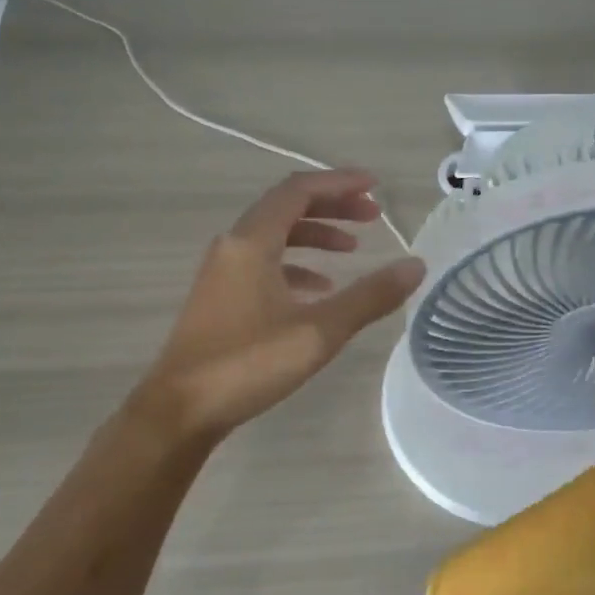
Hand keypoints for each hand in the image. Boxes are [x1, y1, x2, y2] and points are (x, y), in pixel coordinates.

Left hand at [140, 170, 425, 441]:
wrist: (179, 411)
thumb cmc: (248, 363)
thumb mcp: (319, 331)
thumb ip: (369, 296)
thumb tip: (415, 265)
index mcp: (252, 242)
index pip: (299, 191)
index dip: (340, 183)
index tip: (376, 186)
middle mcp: (234, 246)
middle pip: (287, 208)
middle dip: (332, 206)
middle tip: (373, 216)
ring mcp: (223, 272)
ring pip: (275, 236)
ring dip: (315, 235)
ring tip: (352, 250)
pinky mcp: (221, 297)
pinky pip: (264, 264)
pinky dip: (296, 265)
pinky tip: (319, 289)